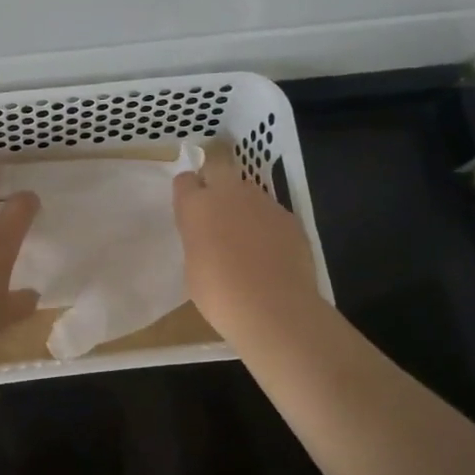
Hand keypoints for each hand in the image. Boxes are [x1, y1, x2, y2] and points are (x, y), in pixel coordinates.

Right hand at [174, 143, 323, 343]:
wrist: (274, 308)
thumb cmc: (220, 295)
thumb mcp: (193, 267)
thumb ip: (198, 241)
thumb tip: (208, 238)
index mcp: (196, 206)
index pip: (184, 180)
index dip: (187, 193)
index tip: (189, 210)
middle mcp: (228, 193)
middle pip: (218, 167)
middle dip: (214, 181)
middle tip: (215, 211)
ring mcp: (263, 202)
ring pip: (248, 192)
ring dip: (244, 206)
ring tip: (246, 239)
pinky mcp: (289, 217)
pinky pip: (272, 214)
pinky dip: (268, 226)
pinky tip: (271, 254)